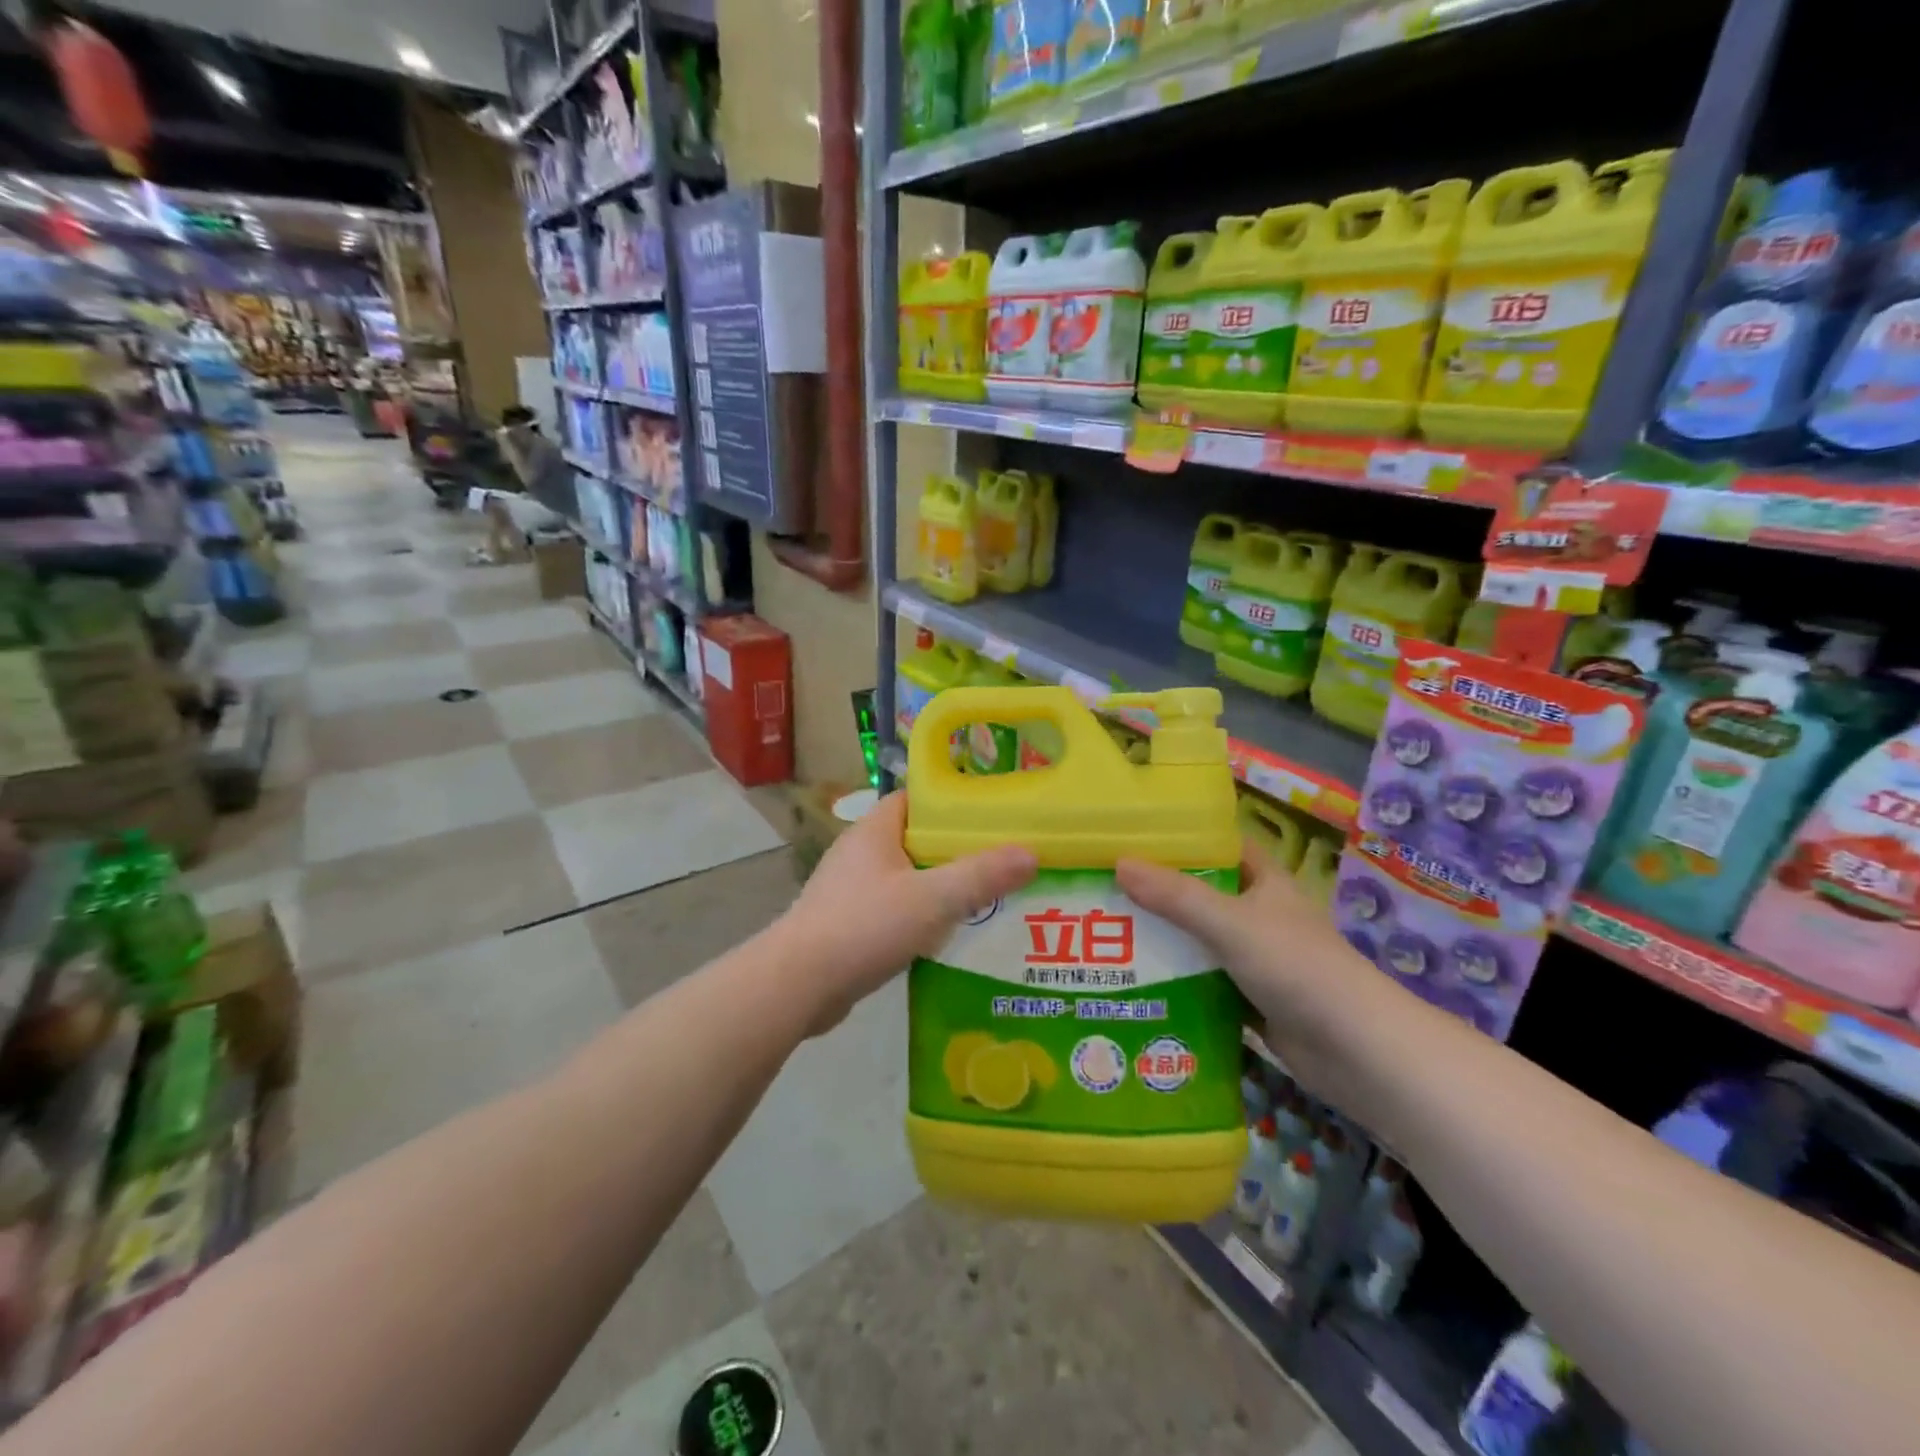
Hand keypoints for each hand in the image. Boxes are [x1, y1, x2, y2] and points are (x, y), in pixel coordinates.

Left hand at [779, 792, 1036, 1032]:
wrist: (797, 985)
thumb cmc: (864, 927)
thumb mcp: (932, 899)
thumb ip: (981, 876)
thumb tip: (1031, 853)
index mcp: (875, 829)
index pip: (918, 800)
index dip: (954, 804)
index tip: (993, 818)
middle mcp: (860, 852)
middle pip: (917, 840)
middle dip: (957, 851)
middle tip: (1001, 863)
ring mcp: (851, 890)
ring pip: (908, 879)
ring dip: (940, 888)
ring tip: (987, 900)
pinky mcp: (848, 924)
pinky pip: (895, 911)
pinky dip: (921, 918)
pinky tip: (949, 937)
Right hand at [1116, 840, 1381, 1055]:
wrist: (1356, 1051)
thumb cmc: (1297, 968)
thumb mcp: (1231, 924)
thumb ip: (1176, 897)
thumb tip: (1119, 863)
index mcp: (1265, 883)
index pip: (1220, 847)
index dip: (1183, 839)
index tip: (1134, 838)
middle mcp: (1260, 916)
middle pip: (1202, 895)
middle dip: (1159, 894)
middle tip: (1105, 889)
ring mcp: (1257, 959)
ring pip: (1200, 941)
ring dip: (1165, 941)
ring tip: (1107, 934)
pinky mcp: (1251, 999)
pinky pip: (1205, 982)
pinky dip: (1177, 982)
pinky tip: (1136, 982)